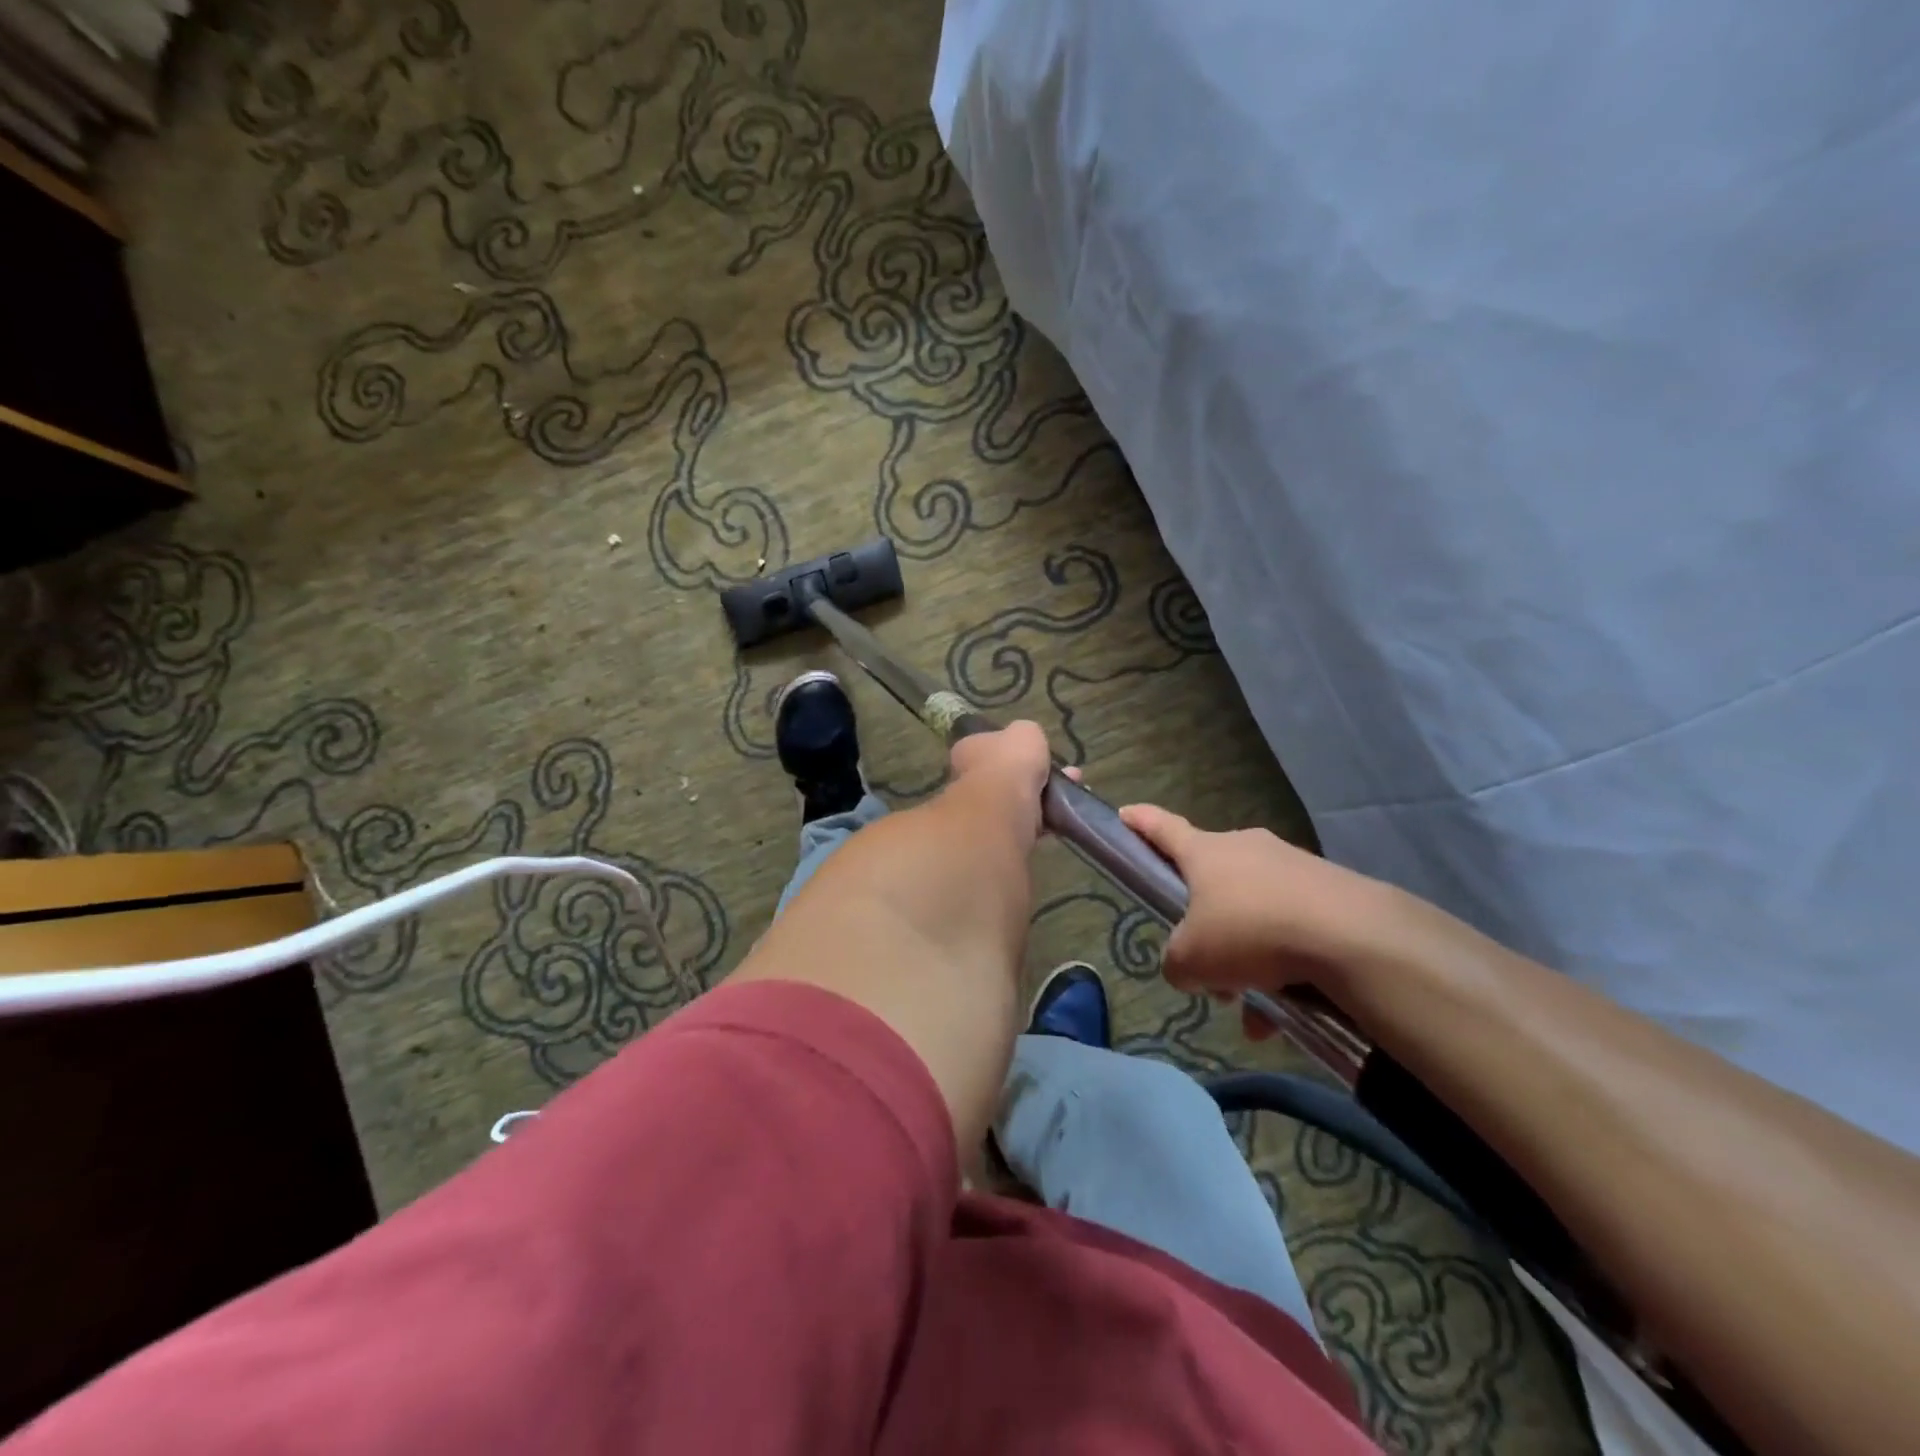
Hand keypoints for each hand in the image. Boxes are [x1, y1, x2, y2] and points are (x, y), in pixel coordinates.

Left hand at [947, 722, 1054, 842]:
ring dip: (1044, 796)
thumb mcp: (1026, 732)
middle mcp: (969, 778)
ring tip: (1071, 792)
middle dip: (1035, 774)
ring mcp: (982, 808)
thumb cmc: (1009, 762)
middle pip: (1005, 774)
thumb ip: (1027, 734)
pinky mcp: (998, 833)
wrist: (1003, 808)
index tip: (1036, 752)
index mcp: (968, 749)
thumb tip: (1028, 741)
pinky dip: (1045, 819)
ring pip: (1018, 800)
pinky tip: (1064, 814)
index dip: (1012, 748)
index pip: (988, 745)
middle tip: (1065, 773)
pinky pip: (1026, 822)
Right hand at [1119, 803, 1410, 1005]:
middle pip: (1212, 885)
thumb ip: (1176, 962)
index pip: (1162, 829)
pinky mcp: (1332, 892)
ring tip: (1255, 1012)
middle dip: (1206, 930)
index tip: (1124, 814)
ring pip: (1255, 915)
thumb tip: (1188, 967)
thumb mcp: (1191, 959)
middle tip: (1209, 974)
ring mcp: (1293, 867)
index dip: (1140, 823)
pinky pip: (1293, 930)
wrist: (1352, 937)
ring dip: (1248, 960)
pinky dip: (1284, 968)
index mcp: (1205, 853)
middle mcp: (1247, 849)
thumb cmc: (1249, 933)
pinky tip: (1290, 1013)